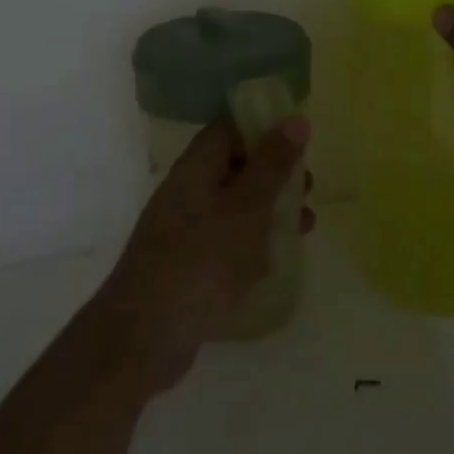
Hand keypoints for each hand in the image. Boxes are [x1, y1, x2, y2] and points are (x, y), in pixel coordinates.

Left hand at [90, 118, 311, 392]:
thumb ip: (272, 164)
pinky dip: (253, 242)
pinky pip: (225, 241)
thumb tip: (295, 119)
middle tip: (308, 187)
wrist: (145, 335)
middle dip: (274, 174)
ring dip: (269, 210)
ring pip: (234, 206)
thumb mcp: (248, 206)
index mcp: (196, 167)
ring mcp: (183, 230)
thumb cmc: (203, 259)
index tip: (299, 140)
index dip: (263, 127)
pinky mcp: (187, 265)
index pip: (229, 128)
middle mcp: (186, 191)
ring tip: (306, 224)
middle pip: (234, 167)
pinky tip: (277, 260)